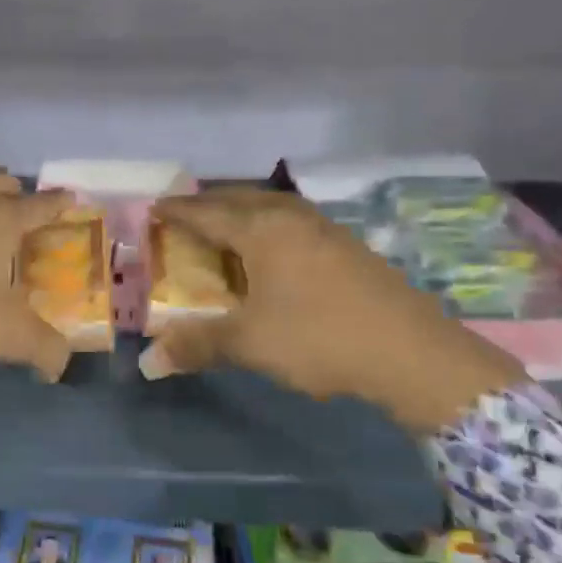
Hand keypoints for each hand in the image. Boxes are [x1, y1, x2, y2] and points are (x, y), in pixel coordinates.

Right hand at [140, 188, 525, 433]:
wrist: (412, 353)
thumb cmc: (320, 338)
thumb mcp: (250, 343)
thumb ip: (198, 345)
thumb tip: (148, 363)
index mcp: (262, 229)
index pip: (207, 212)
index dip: (178, 211)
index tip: (154, 209)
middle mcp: (292, 217)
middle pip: (240, 199)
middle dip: (209, 206)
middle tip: (184, 219)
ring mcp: (325, 229)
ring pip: (271, 208)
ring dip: (242, 214)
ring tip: (225, 232)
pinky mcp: (348, 247)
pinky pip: (293, 223)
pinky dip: (269, 229)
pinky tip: (273, 254)